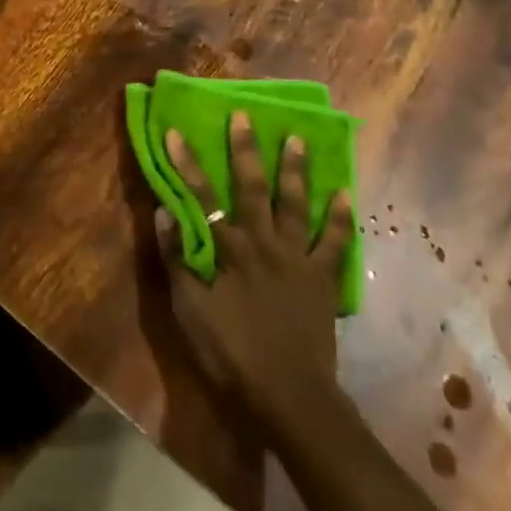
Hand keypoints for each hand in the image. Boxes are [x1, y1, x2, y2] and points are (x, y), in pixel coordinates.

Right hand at [154, 112, 353, 426]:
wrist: (289, 395)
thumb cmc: (231, 352)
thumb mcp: (190, 310)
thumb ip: (177, 259)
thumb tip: (165, 212)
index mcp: (228, 247)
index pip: (201, 194)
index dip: (186, 162)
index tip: (175, 130)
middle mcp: (263, 241)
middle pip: (253, 186)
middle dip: (246, 149)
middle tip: (247, 116)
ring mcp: (298, 257)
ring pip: (296, 203)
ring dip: (296, 169)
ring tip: (299, 139)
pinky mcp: (323, 278)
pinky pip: (336, 242)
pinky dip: (341, 218)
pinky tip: (344, 195)